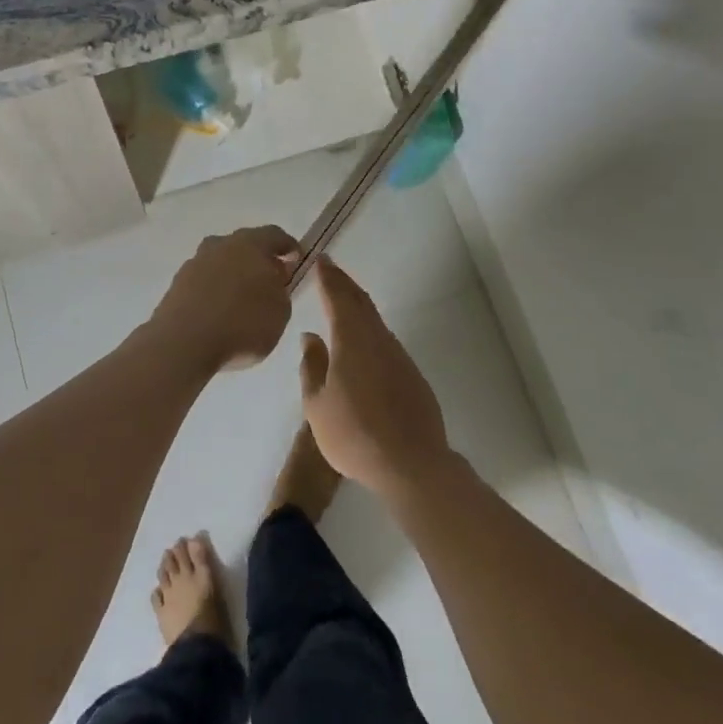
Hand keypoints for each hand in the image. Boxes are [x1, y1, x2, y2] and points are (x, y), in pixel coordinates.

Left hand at [149, 225, 298, 372]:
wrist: (183, 343)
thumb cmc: (242, 323)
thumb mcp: (280, 311)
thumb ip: (281, 290)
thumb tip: (272, 280)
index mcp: (250, 243)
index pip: (275, 235)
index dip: (288, 246)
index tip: (297, 259)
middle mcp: (220, 245)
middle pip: (244, 246)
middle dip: (259, 261)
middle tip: (270, 281)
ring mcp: (194, 263)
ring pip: (221, 262)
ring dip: (233, 276)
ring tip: (242, 301)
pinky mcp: (176, 284)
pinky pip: (203, 282)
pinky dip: (214, 292)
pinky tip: (219, 313)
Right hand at [298, 257, 452, 497]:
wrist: (411, 463)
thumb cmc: (354, 434)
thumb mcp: (317, 404)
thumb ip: (311, 366)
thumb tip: (310, 336)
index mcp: (351, 341)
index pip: (338, 298)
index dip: (328, 277)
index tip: (320, 260)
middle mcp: (378, 340)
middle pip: (360, 302)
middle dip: (344, 283)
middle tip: (330, 270)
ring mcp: (398, 356)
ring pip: (375, 321)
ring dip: (358, 305)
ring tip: (343, 300)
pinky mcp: (411, 374)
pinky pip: (385, 341)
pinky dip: (370, 329)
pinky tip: (363, 341)